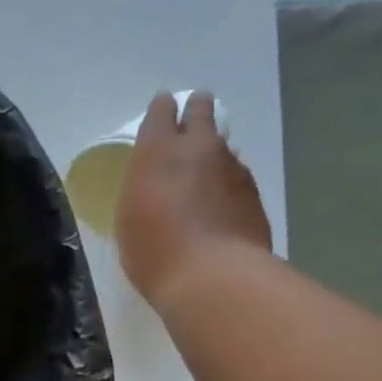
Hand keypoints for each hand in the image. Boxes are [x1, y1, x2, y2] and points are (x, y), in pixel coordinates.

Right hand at [114, 91, 272, 306]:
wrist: (212, 275)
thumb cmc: (154, 252)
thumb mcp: (129, 220)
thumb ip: (142, 189)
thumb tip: (159, 182)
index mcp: (157, 153)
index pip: (161, 114)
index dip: (162, 109)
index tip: (163, 106)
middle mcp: (197, 148)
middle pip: (201, 114)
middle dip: (196, 110)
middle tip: (195, 112)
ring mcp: (231, 167)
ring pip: (221, 145)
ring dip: (213, 149)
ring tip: (206, 164)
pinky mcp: (252, 191)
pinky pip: (236, 174)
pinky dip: (226, 180)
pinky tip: (220, 199)